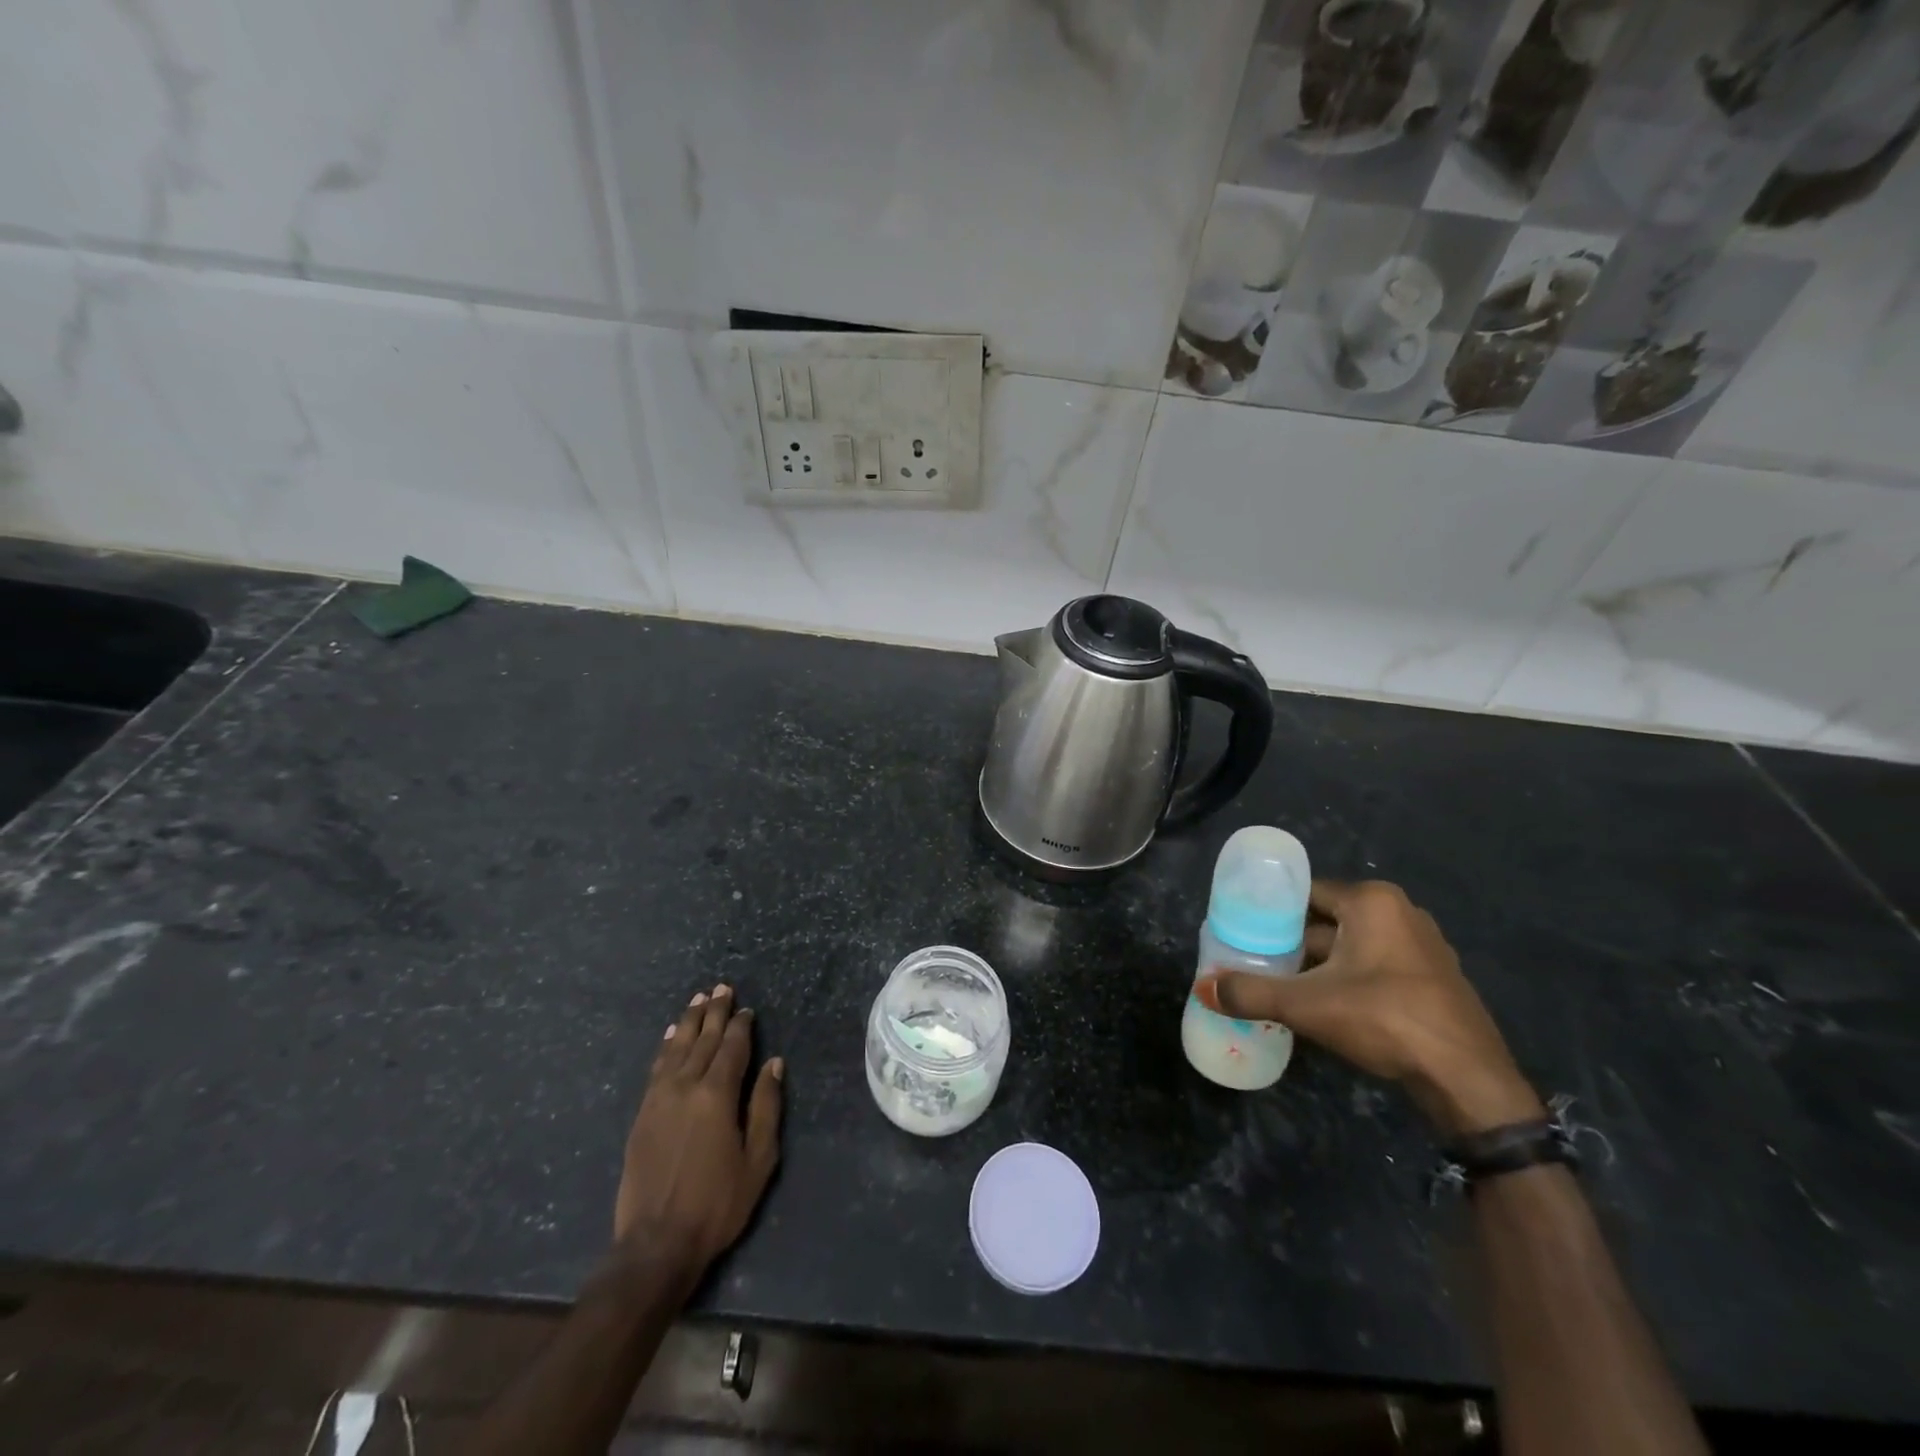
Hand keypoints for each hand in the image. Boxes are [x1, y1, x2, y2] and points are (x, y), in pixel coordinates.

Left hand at [613, 984, 784, 1282]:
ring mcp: (658, 1099)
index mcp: (716, 1095)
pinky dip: (665, 1046)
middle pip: (702, 1040)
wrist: (656, 1244)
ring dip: (688, 1021)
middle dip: (714, 1012)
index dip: (741, 1026)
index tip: (747, 1009)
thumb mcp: (758, 1159)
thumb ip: (766, 1106)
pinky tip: (669, 1035)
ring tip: (698, 1000)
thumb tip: (773, 1063)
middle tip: (721, 988)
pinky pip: (656, 1068)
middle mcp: (685, 1087)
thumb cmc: (718, 1203)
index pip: (731, 1048)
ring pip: (675, 1048)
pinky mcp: (642, 1115)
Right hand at [1197, 880, 1541, 1135]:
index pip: (1306, 893)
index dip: (1271, 912)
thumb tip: (1203, 988)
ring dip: (1319, 965)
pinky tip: (1325, 1006)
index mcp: (1372, 901)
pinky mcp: (1433, 979)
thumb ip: (1252, 993)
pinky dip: (1348, 980)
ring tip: (1282, 985)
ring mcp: (1422, 947)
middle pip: (1328, 921)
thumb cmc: (1385, 1020)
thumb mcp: (1308, 1005)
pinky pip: (1375, 967)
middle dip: (1293, 942)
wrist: (1468, 1081)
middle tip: (1256, 961)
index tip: (1243, 931)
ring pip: (1351, 947)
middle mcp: (1400, 912)